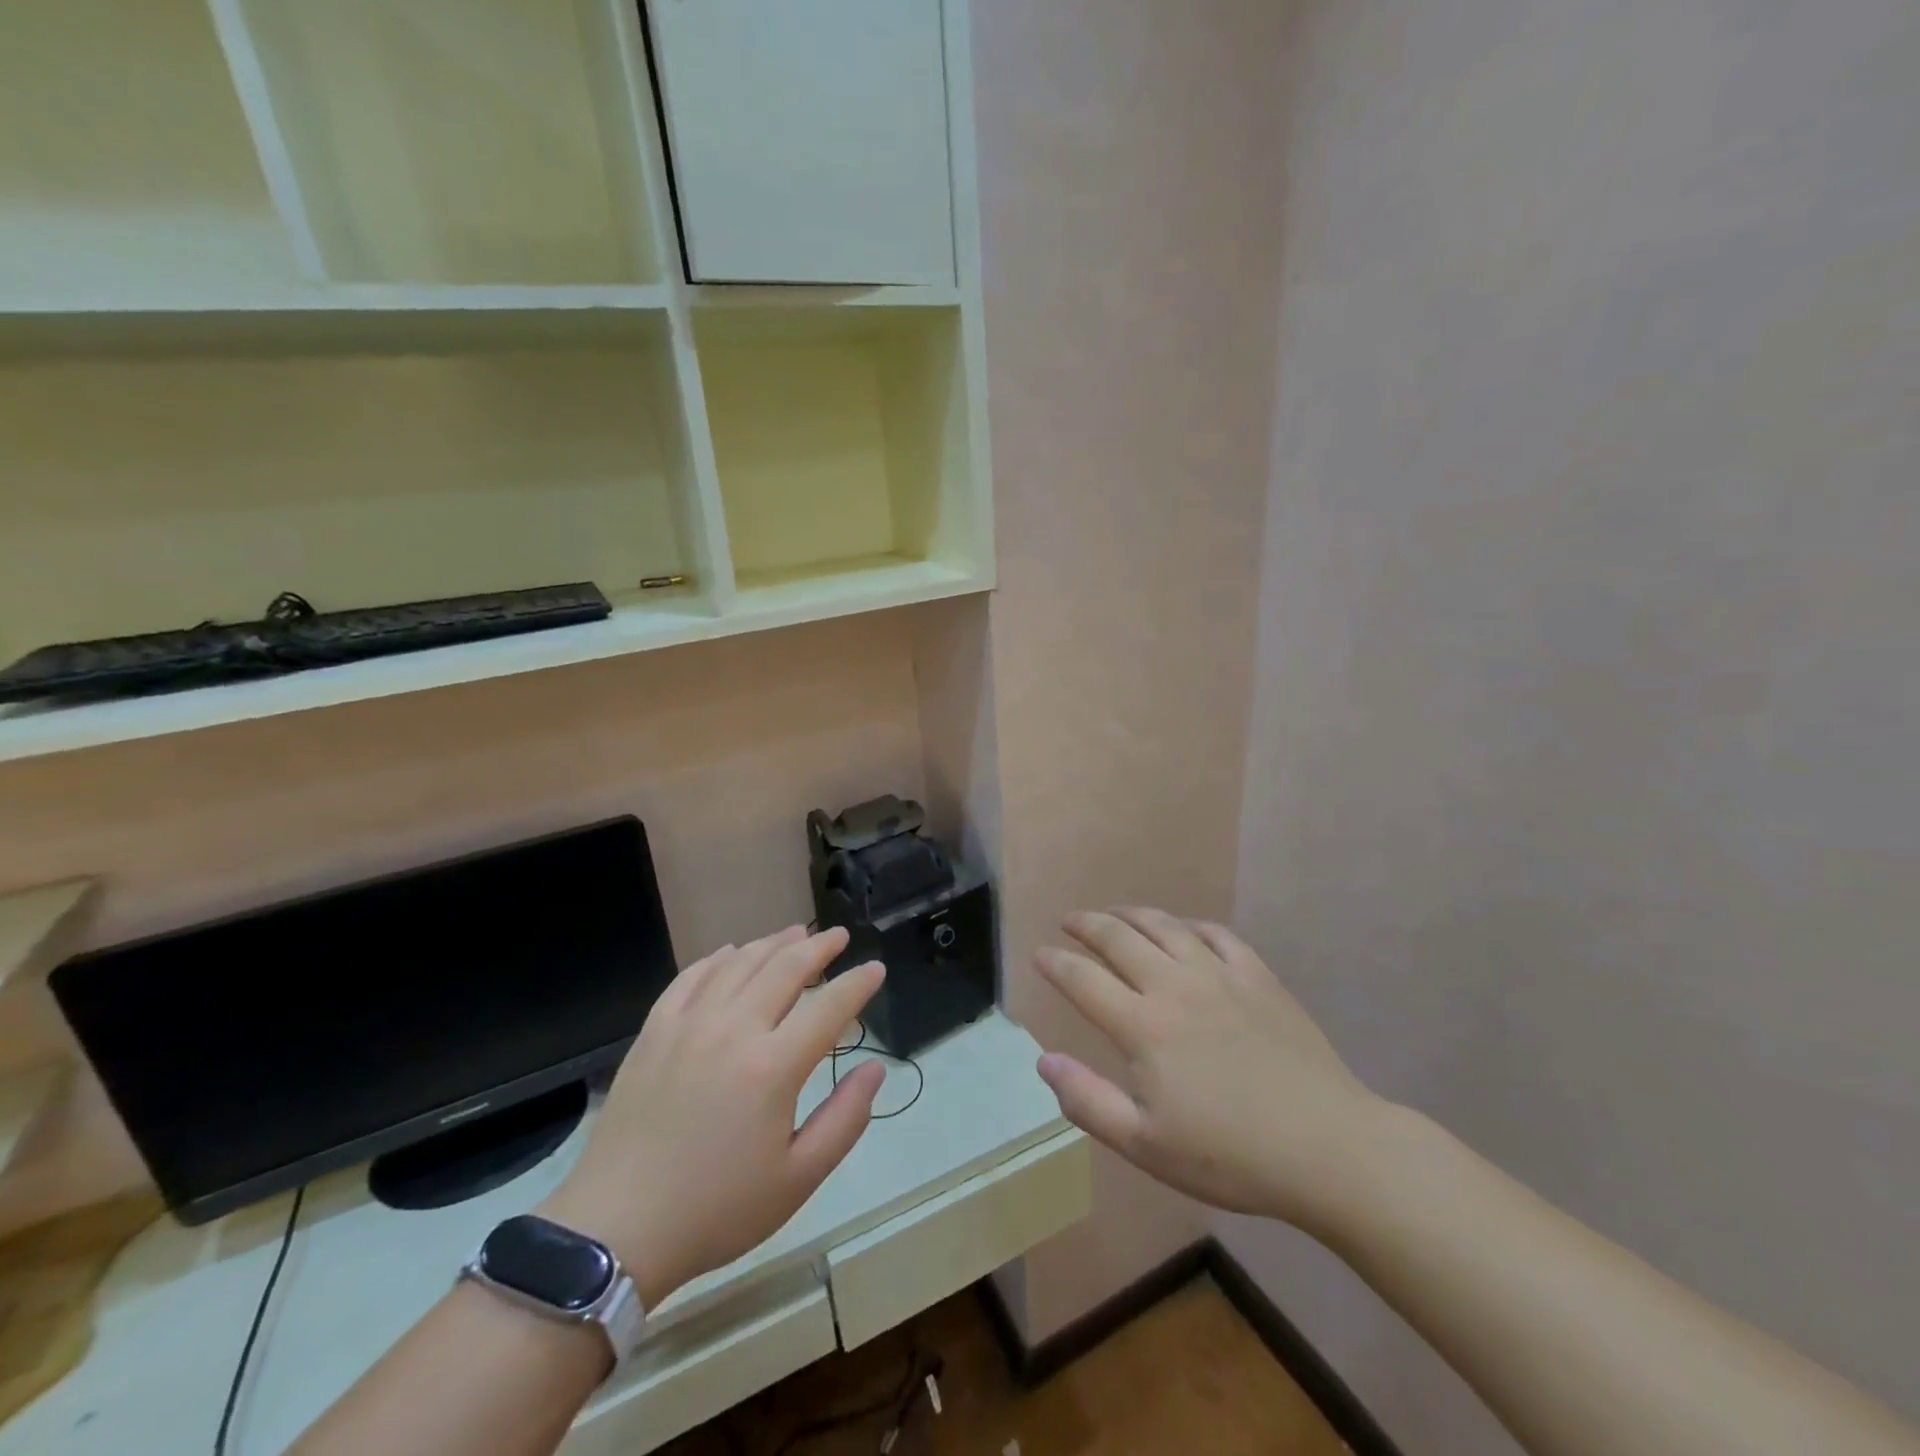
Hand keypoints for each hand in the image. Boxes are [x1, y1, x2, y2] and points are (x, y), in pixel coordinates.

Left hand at [538, 927, 885, 1307]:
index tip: (876, 969)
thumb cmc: (716, 1209)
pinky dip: (717, 958)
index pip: (830, 1006)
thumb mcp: (797, 1180)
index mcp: (773, 1067)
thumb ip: (845, 1119)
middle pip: (786, 968)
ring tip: (794, 935)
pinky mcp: (654, 1031)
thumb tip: (875, 1069)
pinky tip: (730, 953)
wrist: (616, 1229)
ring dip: (773, 944)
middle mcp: (734, 1029)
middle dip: (819, 947)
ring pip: (740, 963)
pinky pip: (690, 977)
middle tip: (839, 936)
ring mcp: (689, 1025)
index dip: (858, 983)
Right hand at [1034, 908, 1389, 1235]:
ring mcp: (1220, 975)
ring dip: (1131, 914)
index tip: (1040, 954)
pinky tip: (1184, 930)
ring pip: (1164, 927)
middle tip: (1070, 921)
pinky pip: (1216, 935)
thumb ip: (1088, 1101)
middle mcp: (1174, 986)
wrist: (1327, 1147)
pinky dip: (1190, 926)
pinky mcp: (1258, 976)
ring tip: (1115, 913)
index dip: (1056, 963)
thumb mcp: (1146, 1146)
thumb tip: (1044, 1061)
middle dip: (1087, 925)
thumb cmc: (1231, 1156)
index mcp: (1143, 1026)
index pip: (1084, 980)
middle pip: (1119, 939)